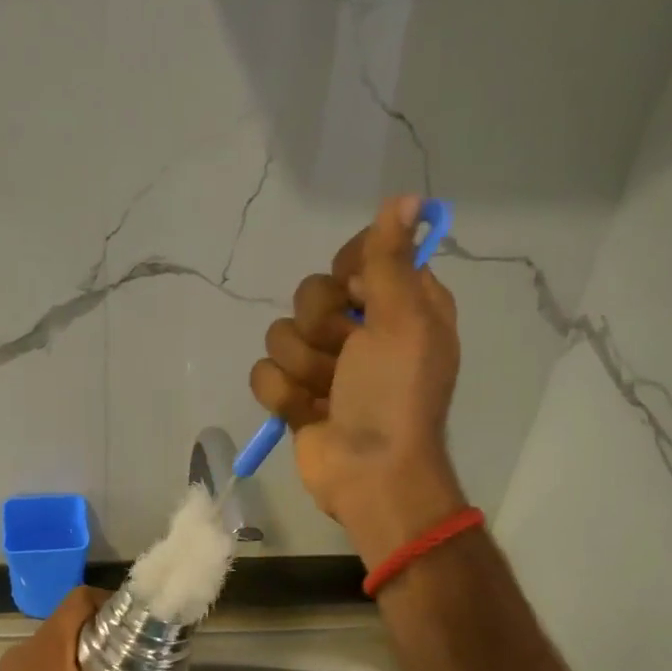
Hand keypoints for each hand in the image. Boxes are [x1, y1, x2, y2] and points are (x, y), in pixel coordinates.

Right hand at [250, 195, 467, 567]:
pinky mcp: (296, 395)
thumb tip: (406, 197)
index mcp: (399, 304)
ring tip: (329, 394)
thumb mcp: (402, 320)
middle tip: (346, 355)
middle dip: (321, 329)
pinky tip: (308, 415)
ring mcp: (325, 365)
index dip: (348, 272)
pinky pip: (265, 373)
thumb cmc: (394, 395)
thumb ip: (391, 259)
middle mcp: (361, 329)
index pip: (357, 256)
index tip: (356, 294)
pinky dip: (284, 396)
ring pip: (282, 334)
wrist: (369, 472)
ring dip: (303, 368)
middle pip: (310, 294)